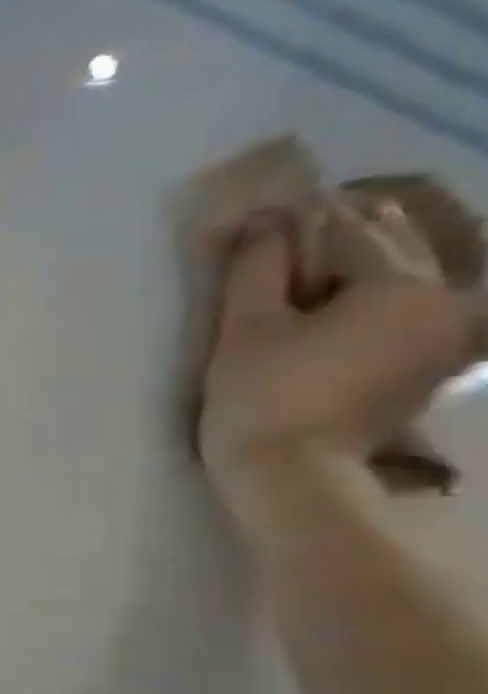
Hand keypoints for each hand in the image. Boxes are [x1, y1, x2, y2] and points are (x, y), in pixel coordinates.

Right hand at [199, 214, 480, 507]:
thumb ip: (256, 269)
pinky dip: (381, 300)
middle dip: (350, 236)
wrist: (292, 476)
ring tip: (318, 271)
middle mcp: (446, 298)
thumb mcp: (244, 331)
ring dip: (369, 267)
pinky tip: (342, 310)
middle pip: (398, 248)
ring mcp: (449, 336)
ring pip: (413, 277)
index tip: (272, 217)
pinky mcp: (434, 366)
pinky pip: (414, 311)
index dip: (307, 221)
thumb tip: (264, 221)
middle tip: (295, 236)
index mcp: (402, 284)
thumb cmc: (261, 399)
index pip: (353, 231)